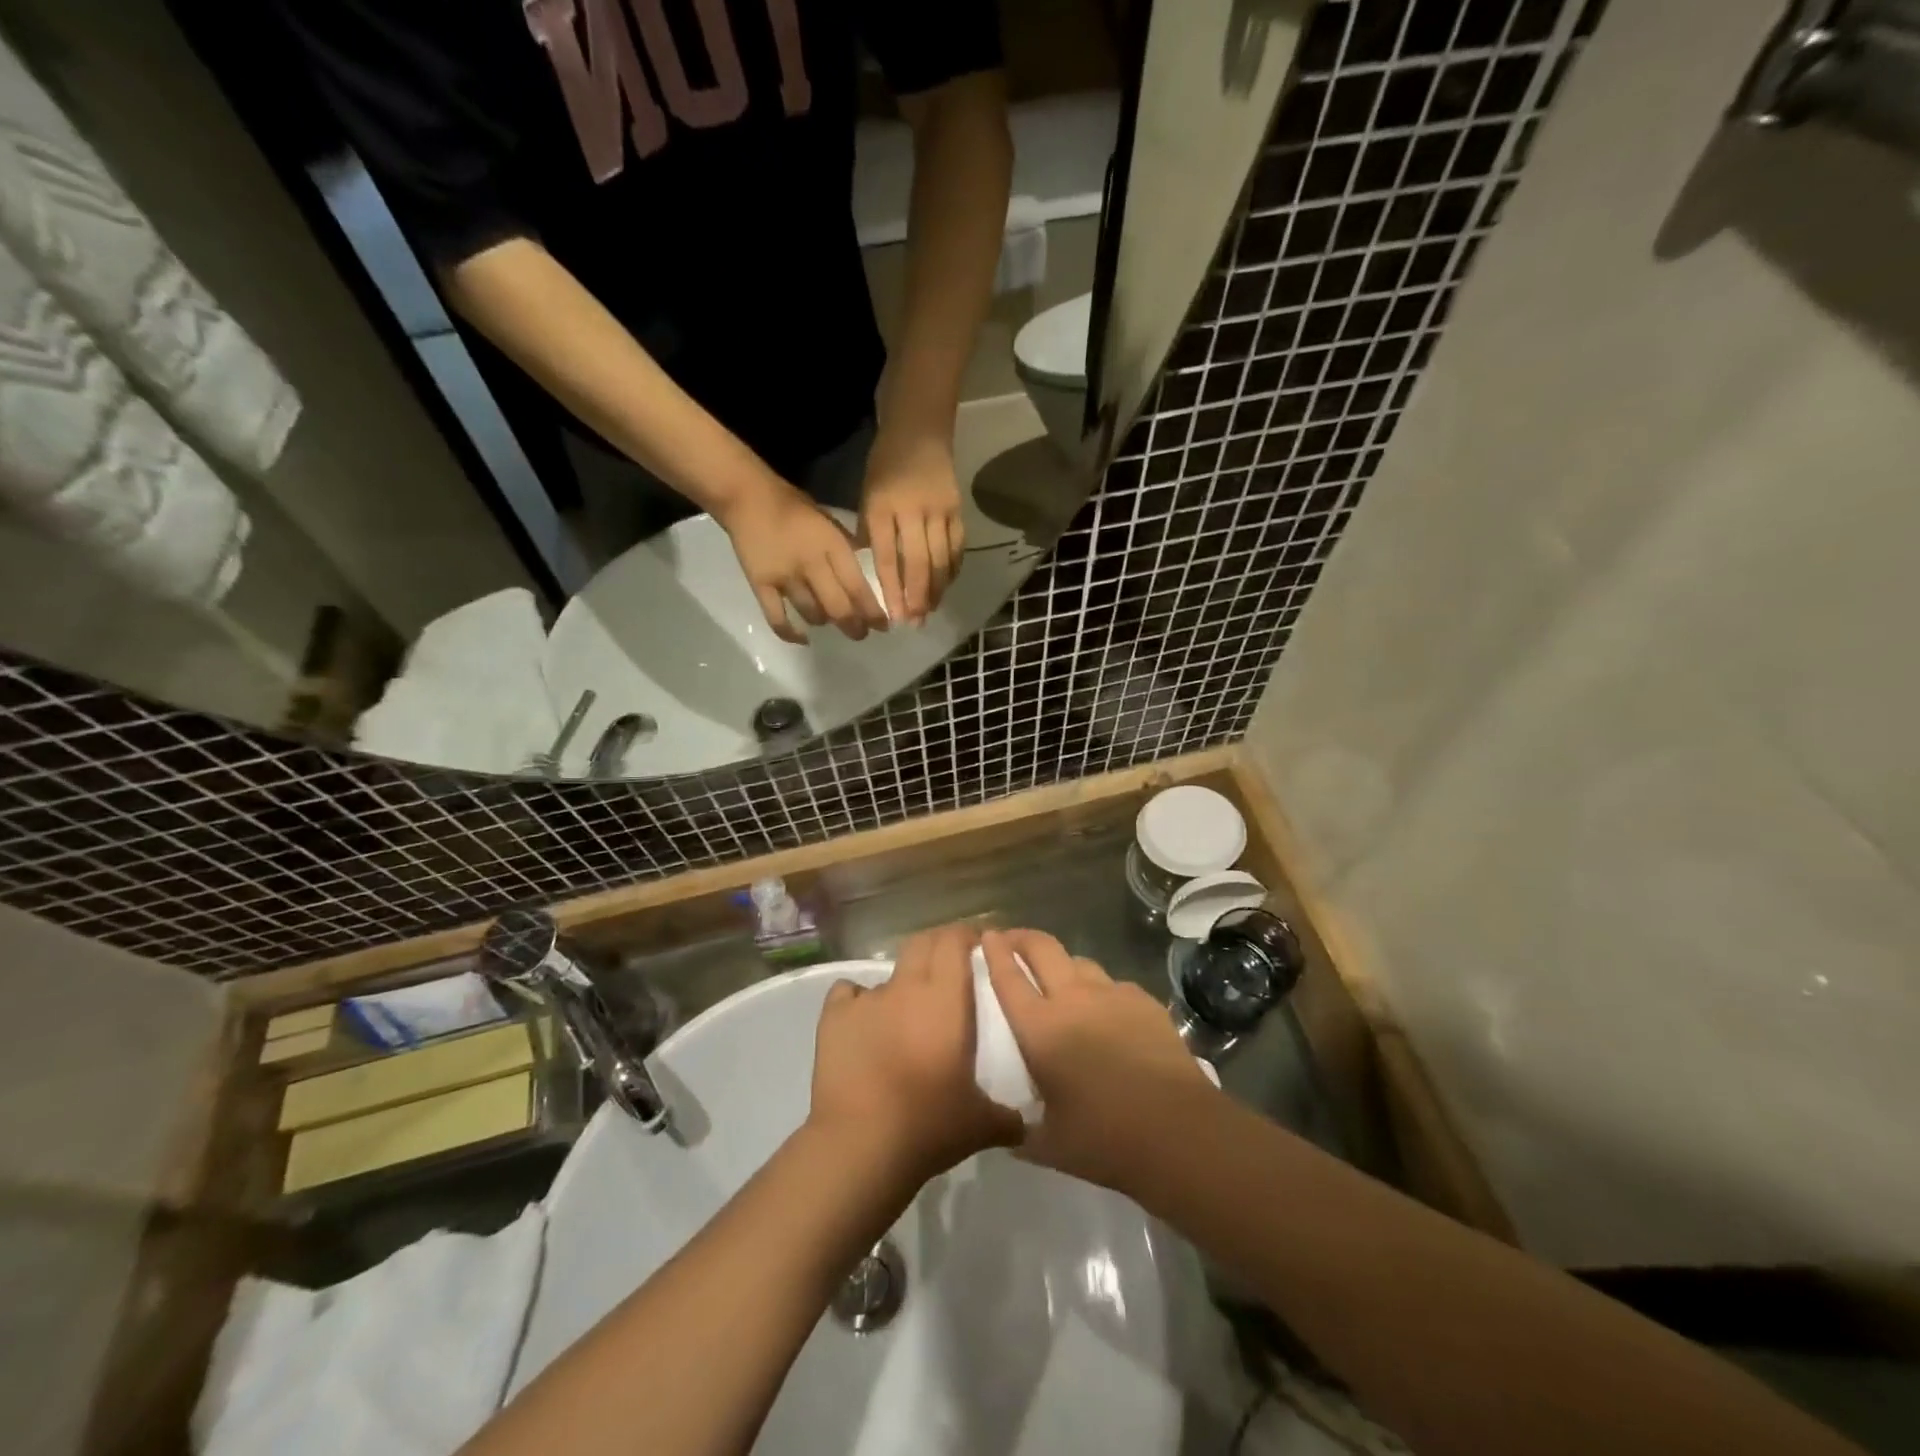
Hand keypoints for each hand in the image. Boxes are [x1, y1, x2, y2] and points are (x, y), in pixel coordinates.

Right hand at [719, 478, 887, 643]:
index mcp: (831, 545)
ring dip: (826, 623)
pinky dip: (791, 633)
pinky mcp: (761, 585)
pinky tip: (803, 638)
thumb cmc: (794, 507)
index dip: (872, 612)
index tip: (883, 626)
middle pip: (838, 607)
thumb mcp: (830, 522)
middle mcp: (811, 564)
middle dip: (854, 627)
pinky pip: (777, 618)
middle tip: (860, 634)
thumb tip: (869, 572)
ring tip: (830, 622)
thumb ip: (847, 548)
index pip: (858, 587)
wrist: (747, 497)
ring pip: (813, 614)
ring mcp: (785, 577)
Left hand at [808, 923, 1021, 1187]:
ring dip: (902, 983)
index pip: (954, 941)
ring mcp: (867, 999)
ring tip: (906, 1011)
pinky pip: (848, 992)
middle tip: (949, 965)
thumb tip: (1025, 1124)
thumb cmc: (928, 1125)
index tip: (978, 944)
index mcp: (945, 999)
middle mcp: (906, 987)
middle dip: (937, 946)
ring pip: (888, 973)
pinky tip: (863, 1021)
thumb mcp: (980, 1124)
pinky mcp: (834, 1016)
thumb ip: (1007, 1118)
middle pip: (922, 943)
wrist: (860, 1144)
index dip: (966, 935)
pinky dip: (857, 999)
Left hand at [861, 432, 964, 625]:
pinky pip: (956, 547)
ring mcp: (939, 510)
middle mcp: (913, 510)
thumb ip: (872, 533)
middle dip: (917, 597)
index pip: (888, 556)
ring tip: (929, 611)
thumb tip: (875, 574)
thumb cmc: (885, 465)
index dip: (892, 589)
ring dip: (936, 589)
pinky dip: (951, 570)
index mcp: (882, 506)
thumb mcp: (867, 494)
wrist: (920, 430)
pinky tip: (945, 587)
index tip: (893, 616)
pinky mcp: (958, 510)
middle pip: (919, 562)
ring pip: (941, 559)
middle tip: (915, 622)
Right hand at [980, 928, 1217, 1194]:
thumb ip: (1023, 1132)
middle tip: (1012, 938)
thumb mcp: (1049, 1145)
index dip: (994, 952)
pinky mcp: (1144, 1002)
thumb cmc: (1105, 1139)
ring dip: (1062, 962)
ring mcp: (1112, 995)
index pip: (1008, 978)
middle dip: (1022, 937)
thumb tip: (1010, 1133)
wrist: (1178, 1131)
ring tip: (1059, 976)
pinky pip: (1113, 985)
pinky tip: (1106, 1010)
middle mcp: (1073, 999)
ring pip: (1079, 961)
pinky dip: (1100, 989)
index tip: (987, 936)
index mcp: (1040, 1028)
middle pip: (1042, 948)